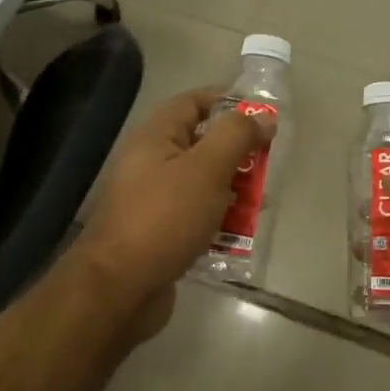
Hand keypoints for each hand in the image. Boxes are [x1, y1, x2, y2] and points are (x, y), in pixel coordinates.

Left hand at [75, 89, 273, 334]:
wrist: (121, 287)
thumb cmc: (164, 218)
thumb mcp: (206, 168)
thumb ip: (236, 137)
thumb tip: (262, 117)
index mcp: (156, 137)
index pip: (193, 103)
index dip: (228, 102)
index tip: (264, 116)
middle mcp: (151, 163)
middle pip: (202, 145)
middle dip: (238, 153)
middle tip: (269, 165)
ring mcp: (154, 201)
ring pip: (203, 184)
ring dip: (234, 191)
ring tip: (261, 204)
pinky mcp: (161, 234)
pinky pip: (197, 217)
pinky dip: (220, 222)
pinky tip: (242, 235)